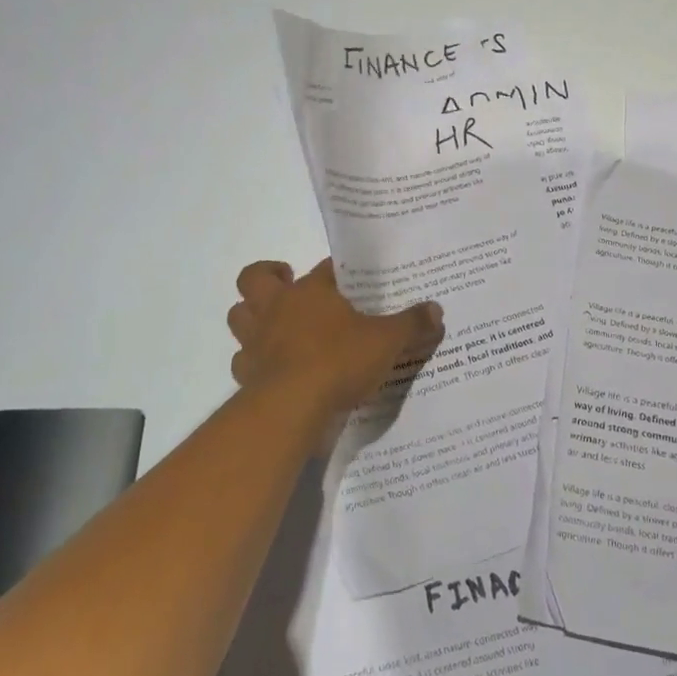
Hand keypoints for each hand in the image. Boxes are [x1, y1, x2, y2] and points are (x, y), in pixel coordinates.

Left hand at [227, 259, 442, 427]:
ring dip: (252, 315)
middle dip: (268, 276)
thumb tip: (436, 309)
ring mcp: (256, 341)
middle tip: (288, 283)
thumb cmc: (339, 360)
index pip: (323, 268)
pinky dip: (253, 360)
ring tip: (276, 323)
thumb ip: (412, 324)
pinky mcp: (246, 374)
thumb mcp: (387, 341)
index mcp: (310, 291)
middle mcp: (277, 308)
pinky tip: (273, 367)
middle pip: (255, 279)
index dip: (336, 271)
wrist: (291, 407)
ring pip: (239, 315)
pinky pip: (242, 360)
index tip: (349, 279)